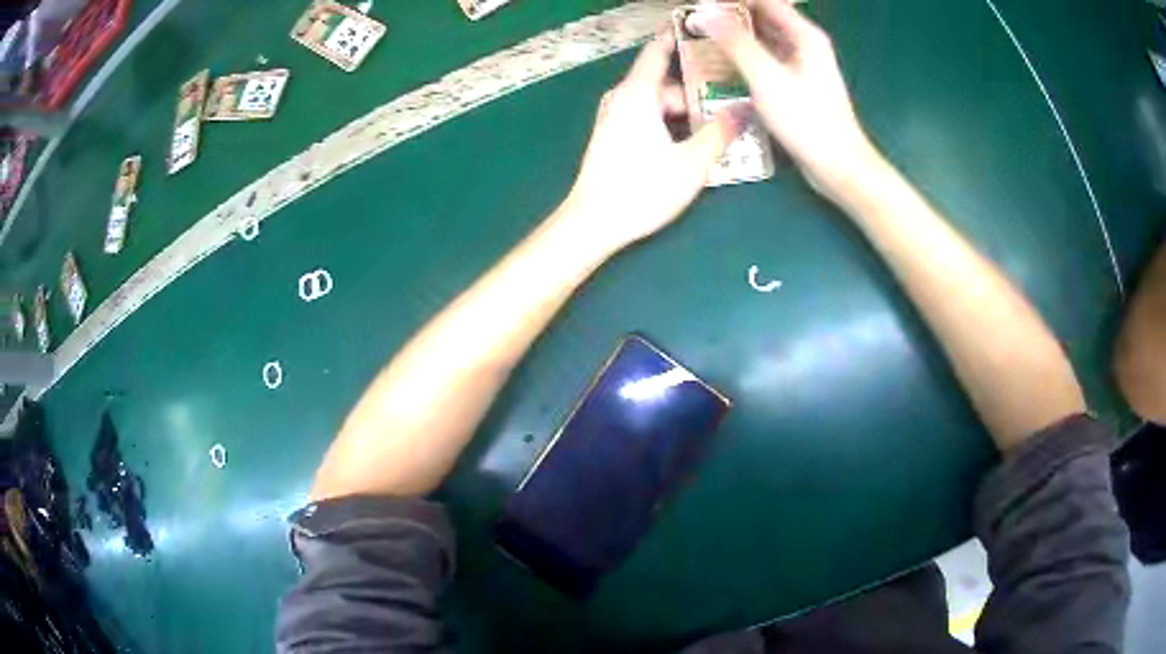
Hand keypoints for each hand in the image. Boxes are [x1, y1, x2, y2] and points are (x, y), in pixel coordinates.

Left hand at [560, 35, 747, 256]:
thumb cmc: (642, 189)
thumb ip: (720, 132)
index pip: (658, 51)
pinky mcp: (612, 136)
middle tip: (731, 105)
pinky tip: (691, 145)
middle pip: (665, 84)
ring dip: (685, 114)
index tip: (699, 28)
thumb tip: (743, 110)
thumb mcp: (691, 162)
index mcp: (637, 93)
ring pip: (657, 104)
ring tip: (717, 132)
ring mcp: (613, 117)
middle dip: (697, 94)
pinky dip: (669, 125)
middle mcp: (622, 98)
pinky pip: (646, 118)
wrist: (593, 222)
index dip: (677, 37)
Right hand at [703, 0, 876, 200]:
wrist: (838, 166)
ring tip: (701, 42)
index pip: (764, 2)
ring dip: (735, 39)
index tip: (702, 7)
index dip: (733, 2)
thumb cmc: (807, 120)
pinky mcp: (796, 86)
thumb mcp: (767, 77)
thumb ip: (736, 43)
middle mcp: (804, 45)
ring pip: (762, 41)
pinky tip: (722, 68)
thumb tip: (704, 13)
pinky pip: (765, 62)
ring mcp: (801, 66)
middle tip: (695, 24)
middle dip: (729, 18)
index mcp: (804, 35)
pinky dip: (745, 60)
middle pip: (762, 18)